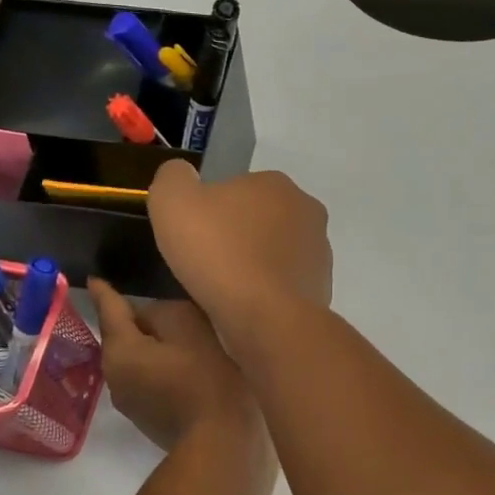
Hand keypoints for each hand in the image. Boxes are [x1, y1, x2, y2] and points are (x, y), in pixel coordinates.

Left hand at [90, 279, 258, 451]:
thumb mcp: (191, 328)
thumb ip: (166, 311)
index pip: (109, 309)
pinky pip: (150, 381)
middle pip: (124, 337)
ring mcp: (130, 402)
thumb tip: (152, 318)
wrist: (218, 444)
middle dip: (138, 322)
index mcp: (120, 349)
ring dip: (153, 348)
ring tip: (181, 339)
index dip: (105, 290)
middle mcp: (114, 376)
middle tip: (165, 306)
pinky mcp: (149, 420)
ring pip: (138, 360)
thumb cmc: (204, 379)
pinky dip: (162, 370)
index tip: (96, 277)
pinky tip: (187, 369)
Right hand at [147, 161, 332, 351]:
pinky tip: (247, 308)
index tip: (194, 236)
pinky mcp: (322, 289)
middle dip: (236, 237)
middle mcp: (307, 211)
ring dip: (253, 266)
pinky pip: (284, 286)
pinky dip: (267, 293)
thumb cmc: (219, 254)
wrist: (266, 319)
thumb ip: (174, 178)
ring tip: (225, 291)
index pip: (237, 189)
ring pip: (274, 254)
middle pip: (259, 220)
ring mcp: (320, 253)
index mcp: (276, 183)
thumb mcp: (173, 202)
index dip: (211, 211)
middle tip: (206, 264)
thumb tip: (183, 175)